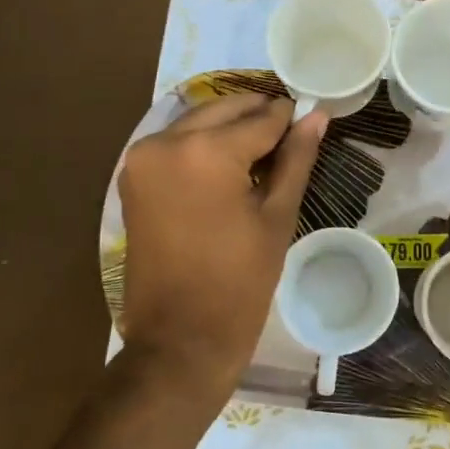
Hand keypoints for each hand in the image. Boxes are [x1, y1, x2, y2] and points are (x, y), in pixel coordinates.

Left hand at [119, 93, 326, 404]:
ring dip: (230, 127)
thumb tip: (317, 115)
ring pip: (199, 120)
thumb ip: (296, 158)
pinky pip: (176, 142)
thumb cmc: (240, 282)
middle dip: (259, 116)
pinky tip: (230, 164)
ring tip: (263, 152)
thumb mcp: (277, 216)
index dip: (291, 117)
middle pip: (225, 109)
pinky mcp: (133, 175)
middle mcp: (166, 141)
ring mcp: (142, 157)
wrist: (180, 339)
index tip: (312, 117)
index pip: (261, 118)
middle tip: (290, 134)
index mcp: (205, 151)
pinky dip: (204, 143)